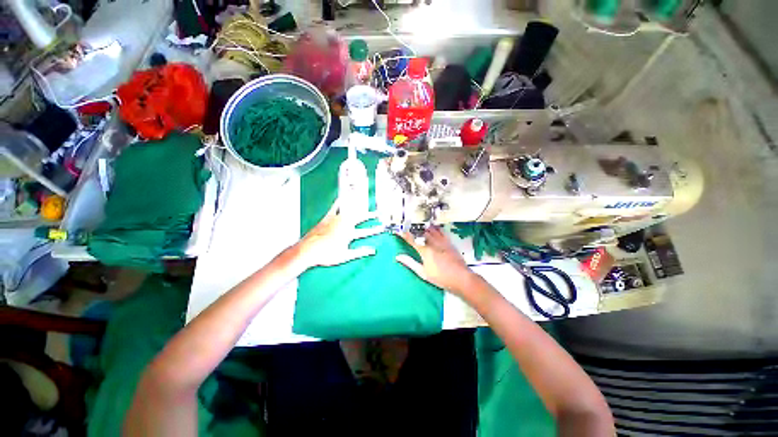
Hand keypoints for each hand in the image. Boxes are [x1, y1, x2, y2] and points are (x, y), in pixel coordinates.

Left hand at [296, 200, 384, 268]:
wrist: (308, 250)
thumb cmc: (326, 254)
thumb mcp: (345, 256)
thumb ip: (360, 252)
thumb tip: (372, 251)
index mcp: (349, 234)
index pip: (366, 231)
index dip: (374, 230)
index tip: (381, 228)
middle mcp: (343, 224)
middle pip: (360, 218)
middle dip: (370, 216)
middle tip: (378, 214)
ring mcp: (335, 220)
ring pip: (350, 211)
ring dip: (359, 207)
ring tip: (365, 202)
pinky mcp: (328, 218)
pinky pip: (335, 207)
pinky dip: (339, 202)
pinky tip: (342, 197)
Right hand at [395, 227, 476, 294]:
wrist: (460, 278)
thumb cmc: (441, 277)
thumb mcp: (423, 273)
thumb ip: (410, 263)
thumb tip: (398, 257)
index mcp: (425, 251)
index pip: (412, 240)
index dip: (404, 235)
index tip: (399, 231)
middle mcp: (432, 243)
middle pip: (421, 232)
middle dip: (414, 229)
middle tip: (408, 227)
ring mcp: (441, 241)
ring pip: (431, 230)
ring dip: (424, 227)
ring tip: (419, 225)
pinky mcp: (449, 242)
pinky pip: (441, 232)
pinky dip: (435, 228)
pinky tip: (433, 227)